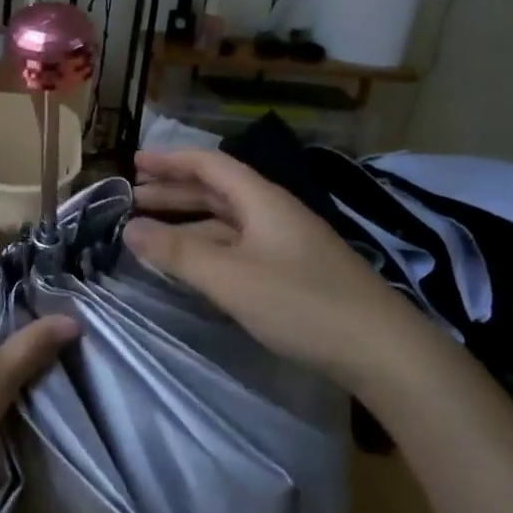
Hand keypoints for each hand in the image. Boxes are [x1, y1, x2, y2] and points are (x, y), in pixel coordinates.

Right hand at [127, 148, 410, 385]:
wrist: (383, 351)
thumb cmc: (301, 303)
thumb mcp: (230, 277)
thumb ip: (177, 252)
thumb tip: (130, 229)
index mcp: (261, 200)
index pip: (209, 164)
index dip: (171, 161)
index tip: (134, 164)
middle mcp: (273, 213)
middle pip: (216, 190)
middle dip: (173, 192)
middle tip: (132, 199)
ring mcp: (285, 244)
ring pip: (226, 222)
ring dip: (188, 222)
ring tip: (150, 232)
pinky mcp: (293, 273)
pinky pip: (238, 247)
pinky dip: (208, 248)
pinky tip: (192, 265)